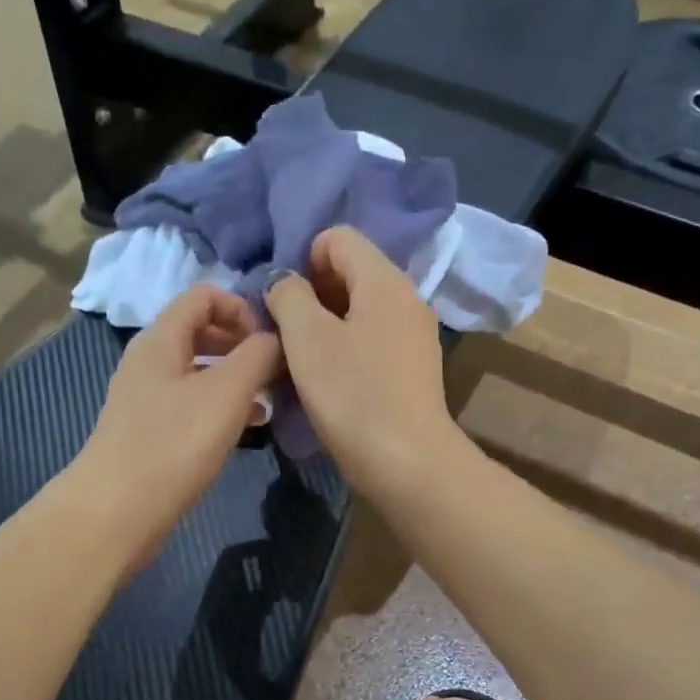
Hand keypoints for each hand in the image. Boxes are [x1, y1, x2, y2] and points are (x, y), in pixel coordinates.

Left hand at [73, 285, 281, 563]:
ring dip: (237, 379)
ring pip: (200, 372)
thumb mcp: (226, 392)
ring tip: (269, 402)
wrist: (117, 511)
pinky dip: (221, 408)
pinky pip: (193, 405)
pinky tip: (246, 428)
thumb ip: (258, 355)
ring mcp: (148, 399)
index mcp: (161, 339)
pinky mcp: (151, 433)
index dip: (241, 308)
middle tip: (275, 371)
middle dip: (243, 345)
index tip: (270, 341)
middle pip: (201, 332)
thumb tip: (276, 338)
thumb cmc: (173, 443)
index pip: (203, 295)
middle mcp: (150, 361)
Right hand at [264, 226, 467, 500]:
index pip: (338, 238)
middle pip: (351, 272)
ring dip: (327, 325)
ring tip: (305, 360)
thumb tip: (284, 281)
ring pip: (361, 310)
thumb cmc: (353, 394)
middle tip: (287, 333)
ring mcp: (415, 335)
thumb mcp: (306, 338)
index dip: (302, 260)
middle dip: (313, 294)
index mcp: (384, 279)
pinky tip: (333, 381)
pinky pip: (373, 340)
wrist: (407, 462)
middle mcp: (407, 297)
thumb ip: (288, 295)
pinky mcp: (414, 368)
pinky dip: (348, 348)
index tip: (285, 304)